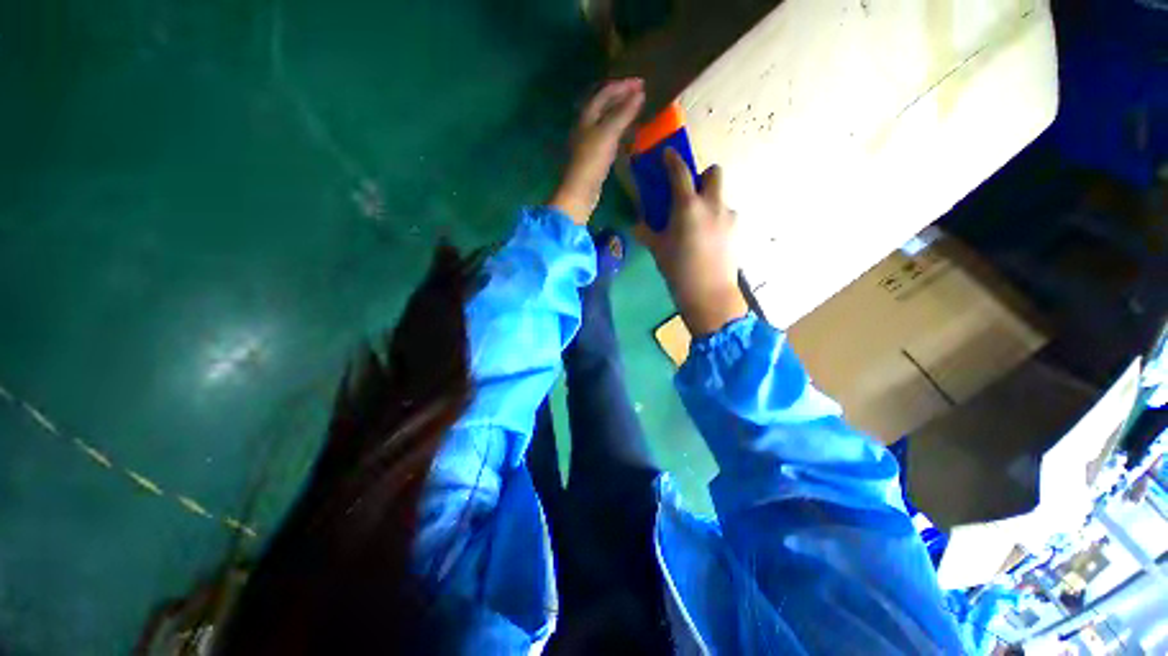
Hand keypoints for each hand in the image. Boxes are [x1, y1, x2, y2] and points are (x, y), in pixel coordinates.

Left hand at [549, 78, 644, 224]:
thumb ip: (624, 112)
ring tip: (637, 111)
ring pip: (606, 120)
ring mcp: (588, 141)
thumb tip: (640, 93)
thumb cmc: (592, 159)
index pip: (606, 92)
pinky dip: (619, 130)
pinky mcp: (593, 156)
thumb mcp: (609, 133)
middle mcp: (585, 124)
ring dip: (621, 113)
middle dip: (622, 97)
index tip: (642, 83)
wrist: (580, 190)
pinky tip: (628, 135)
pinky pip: (608, 136)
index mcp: (587, 115)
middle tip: (641, 94)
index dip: (623, 85)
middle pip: (604, 104)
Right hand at [637, 149, 747, 335]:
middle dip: (703, 176)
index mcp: (688, 207)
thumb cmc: (678, 270)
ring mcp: (729, 217)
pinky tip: (709, 240)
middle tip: (690, 195)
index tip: (668, 154)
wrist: (709, 295)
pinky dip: (718, 220)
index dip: (672, 159)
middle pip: (714, 172)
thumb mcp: (658, 250)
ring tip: (699, 225)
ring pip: (721, 196)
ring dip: (710, 201)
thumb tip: (636, 225)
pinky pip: (727, 215)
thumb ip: (647, 233)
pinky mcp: (737, 231)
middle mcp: (712, 205)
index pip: (680, 172)